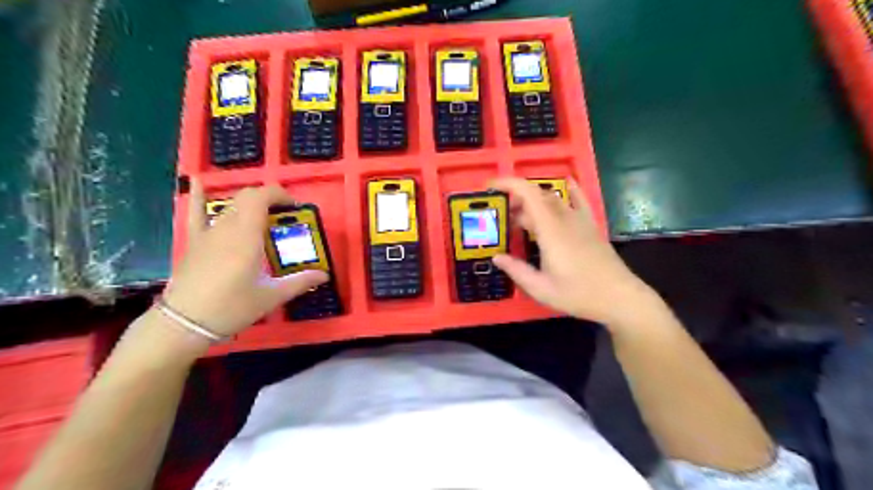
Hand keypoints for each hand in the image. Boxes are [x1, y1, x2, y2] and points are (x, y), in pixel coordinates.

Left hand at [160, 182, 327, 338]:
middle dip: (269, 199)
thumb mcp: (270, 297)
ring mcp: (207, 233)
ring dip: (250, 204)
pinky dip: (200, 196)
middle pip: (247, 198)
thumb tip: (324, 275)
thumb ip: (299, 282)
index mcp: (246, 236)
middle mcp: (226, 228)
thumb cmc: (231, 308)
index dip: (279, 194)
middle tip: (285, 217)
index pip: (261, 197)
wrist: (183, 324)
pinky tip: (199, 181)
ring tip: (264, 215)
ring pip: (230, 205)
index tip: (294, 208)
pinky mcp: (194, 242)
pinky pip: (196, 213)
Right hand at [489, 176, 661, 328]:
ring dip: (533, 201)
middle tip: (500, 216)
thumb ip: (517, 270)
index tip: (490, 187)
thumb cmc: (578, 294)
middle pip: (537, 196)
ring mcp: (580, 220)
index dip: (508, 184)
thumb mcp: (541, 288)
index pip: (528, 194)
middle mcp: (565, 218)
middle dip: (515, 199)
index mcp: (550, 230)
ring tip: (520, 216)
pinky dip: (571, 189)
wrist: (619, 297)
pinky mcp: (591, 226)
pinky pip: (579, 200)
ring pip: (553, 199)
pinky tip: (568, 182)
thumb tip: (497, 257)